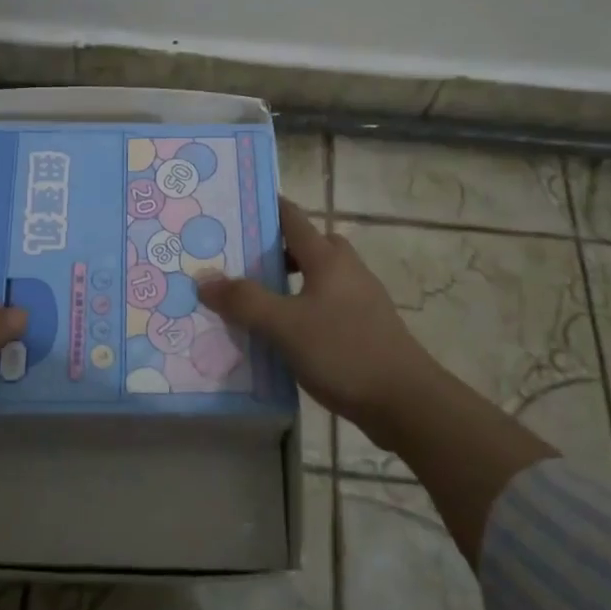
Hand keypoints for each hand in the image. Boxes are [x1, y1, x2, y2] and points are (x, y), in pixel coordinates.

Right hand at [198, 198, 442, 444]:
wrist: (406, 402)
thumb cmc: (343, 351)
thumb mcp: (284, 326)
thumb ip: (244, 301)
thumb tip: (204, 279)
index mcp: (327, 258)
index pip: (292, 218)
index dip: (265, 208)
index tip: (233, 208)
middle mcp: (346, 270)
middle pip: (306, 246)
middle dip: (273, 249)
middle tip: (237, 262)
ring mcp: (360, 299)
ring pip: (317, 277)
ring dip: (287, 282)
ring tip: (254, 301)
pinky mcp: (365, 327)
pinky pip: (325, 304)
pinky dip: (301, 308)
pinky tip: (283, 334)